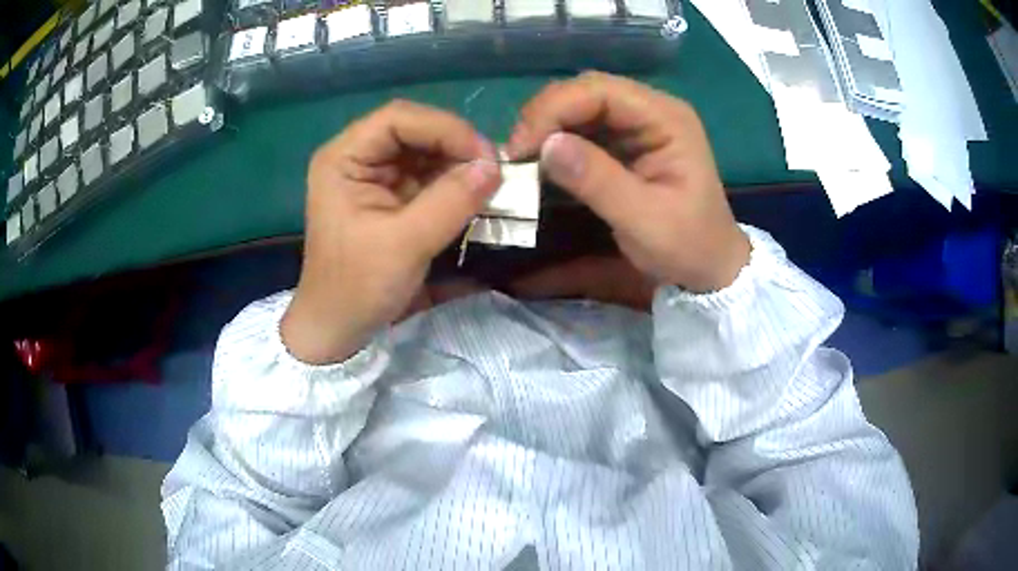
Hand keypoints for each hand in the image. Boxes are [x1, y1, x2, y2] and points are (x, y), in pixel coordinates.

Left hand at [281, 101, 501, 363]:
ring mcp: (372, 176)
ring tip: (488, 183)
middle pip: (413, 130)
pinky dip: (452, 182)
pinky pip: (426, 175)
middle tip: (492, 170)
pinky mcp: (388, 195)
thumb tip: (495, 167)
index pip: (398, 119)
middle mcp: (356, 157)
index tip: (483, 155)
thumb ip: (451, 201)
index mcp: (343, 159)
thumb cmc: (357, 287)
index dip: (444, 128)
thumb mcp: (405, 244)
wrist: (338, 327)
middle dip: (454, 145)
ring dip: (457, 163)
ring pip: (424, 151)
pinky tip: (473, 194)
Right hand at [506, 72, 749, 292]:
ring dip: (548, 126)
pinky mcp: (626, 142)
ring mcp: (639, 124)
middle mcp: (652, 110)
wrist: (709, 266)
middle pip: (587, 91)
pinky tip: (542, 160)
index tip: (521, 147)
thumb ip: (598, 181)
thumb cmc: (687, 245)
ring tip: (523, 158)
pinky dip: (558, 140)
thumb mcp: (644, 220)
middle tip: (517, 153)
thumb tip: (546, 145)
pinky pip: (583, 128)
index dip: (554, 109)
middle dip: (546, 115)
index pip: (601, 90)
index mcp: (666, 118)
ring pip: (580, 106)